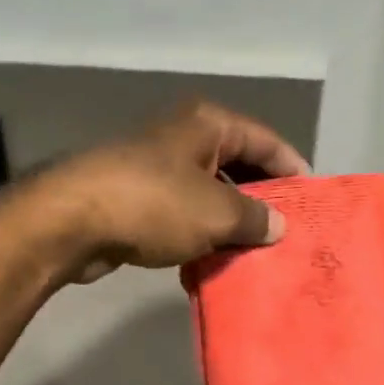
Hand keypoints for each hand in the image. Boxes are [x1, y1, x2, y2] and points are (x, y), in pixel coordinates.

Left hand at [39, 101, 310, 282]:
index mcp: (207, 124)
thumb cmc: (153, 203)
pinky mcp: (134, 198)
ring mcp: (155, 167)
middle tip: (287, 231)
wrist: (71, 220)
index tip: (312, 200)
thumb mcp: (216, 212)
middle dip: (261, 198)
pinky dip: (198, 233)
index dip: (291, 168)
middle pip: (236, 164)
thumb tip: (277, 226)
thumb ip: (254, 218)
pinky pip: (180, 213)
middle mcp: (182, 137)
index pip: (264, 140)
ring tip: (256, 252)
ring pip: (207, 193)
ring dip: (229, 221)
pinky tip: (213, 260)